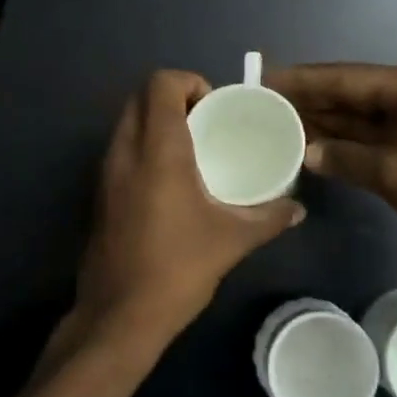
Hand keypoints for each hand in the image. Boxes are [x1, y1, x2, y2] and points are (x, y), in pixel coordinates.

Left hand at [68, 70, 303, 361]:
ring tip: (191, 148)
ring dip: (156, 122)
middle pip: (140, 97)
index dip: (189, 82)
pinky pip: (120, 149)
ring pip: (127, 123)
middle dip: (173, 98)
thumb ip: (269, 217)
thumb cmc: (177, 268)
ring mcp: (105, 172)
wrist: (119, 315)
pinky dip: (143, 146)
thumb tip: (297, 209)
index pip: (161, 84)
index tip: (214, 107)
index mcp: (157, 150)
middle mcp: (124, 151)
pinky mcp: (99, 194)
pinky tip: (169, 180)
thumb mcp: (232, 240)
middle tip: (205, 123)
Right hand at [268, 63, 396, 263]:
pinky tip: (309, 146)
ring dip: (322, 122)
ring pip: (357, 117)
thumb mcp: (395, 174)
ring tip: (275, 122)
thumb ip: (345, 158)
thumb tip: (305, 152)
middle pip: (349, 93)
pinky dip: (342, 143)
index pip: (345, 78)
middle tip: (262, 103)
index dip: (303, 80)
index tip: (264, 78)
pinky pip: (368, 139)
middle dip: (308, 99)